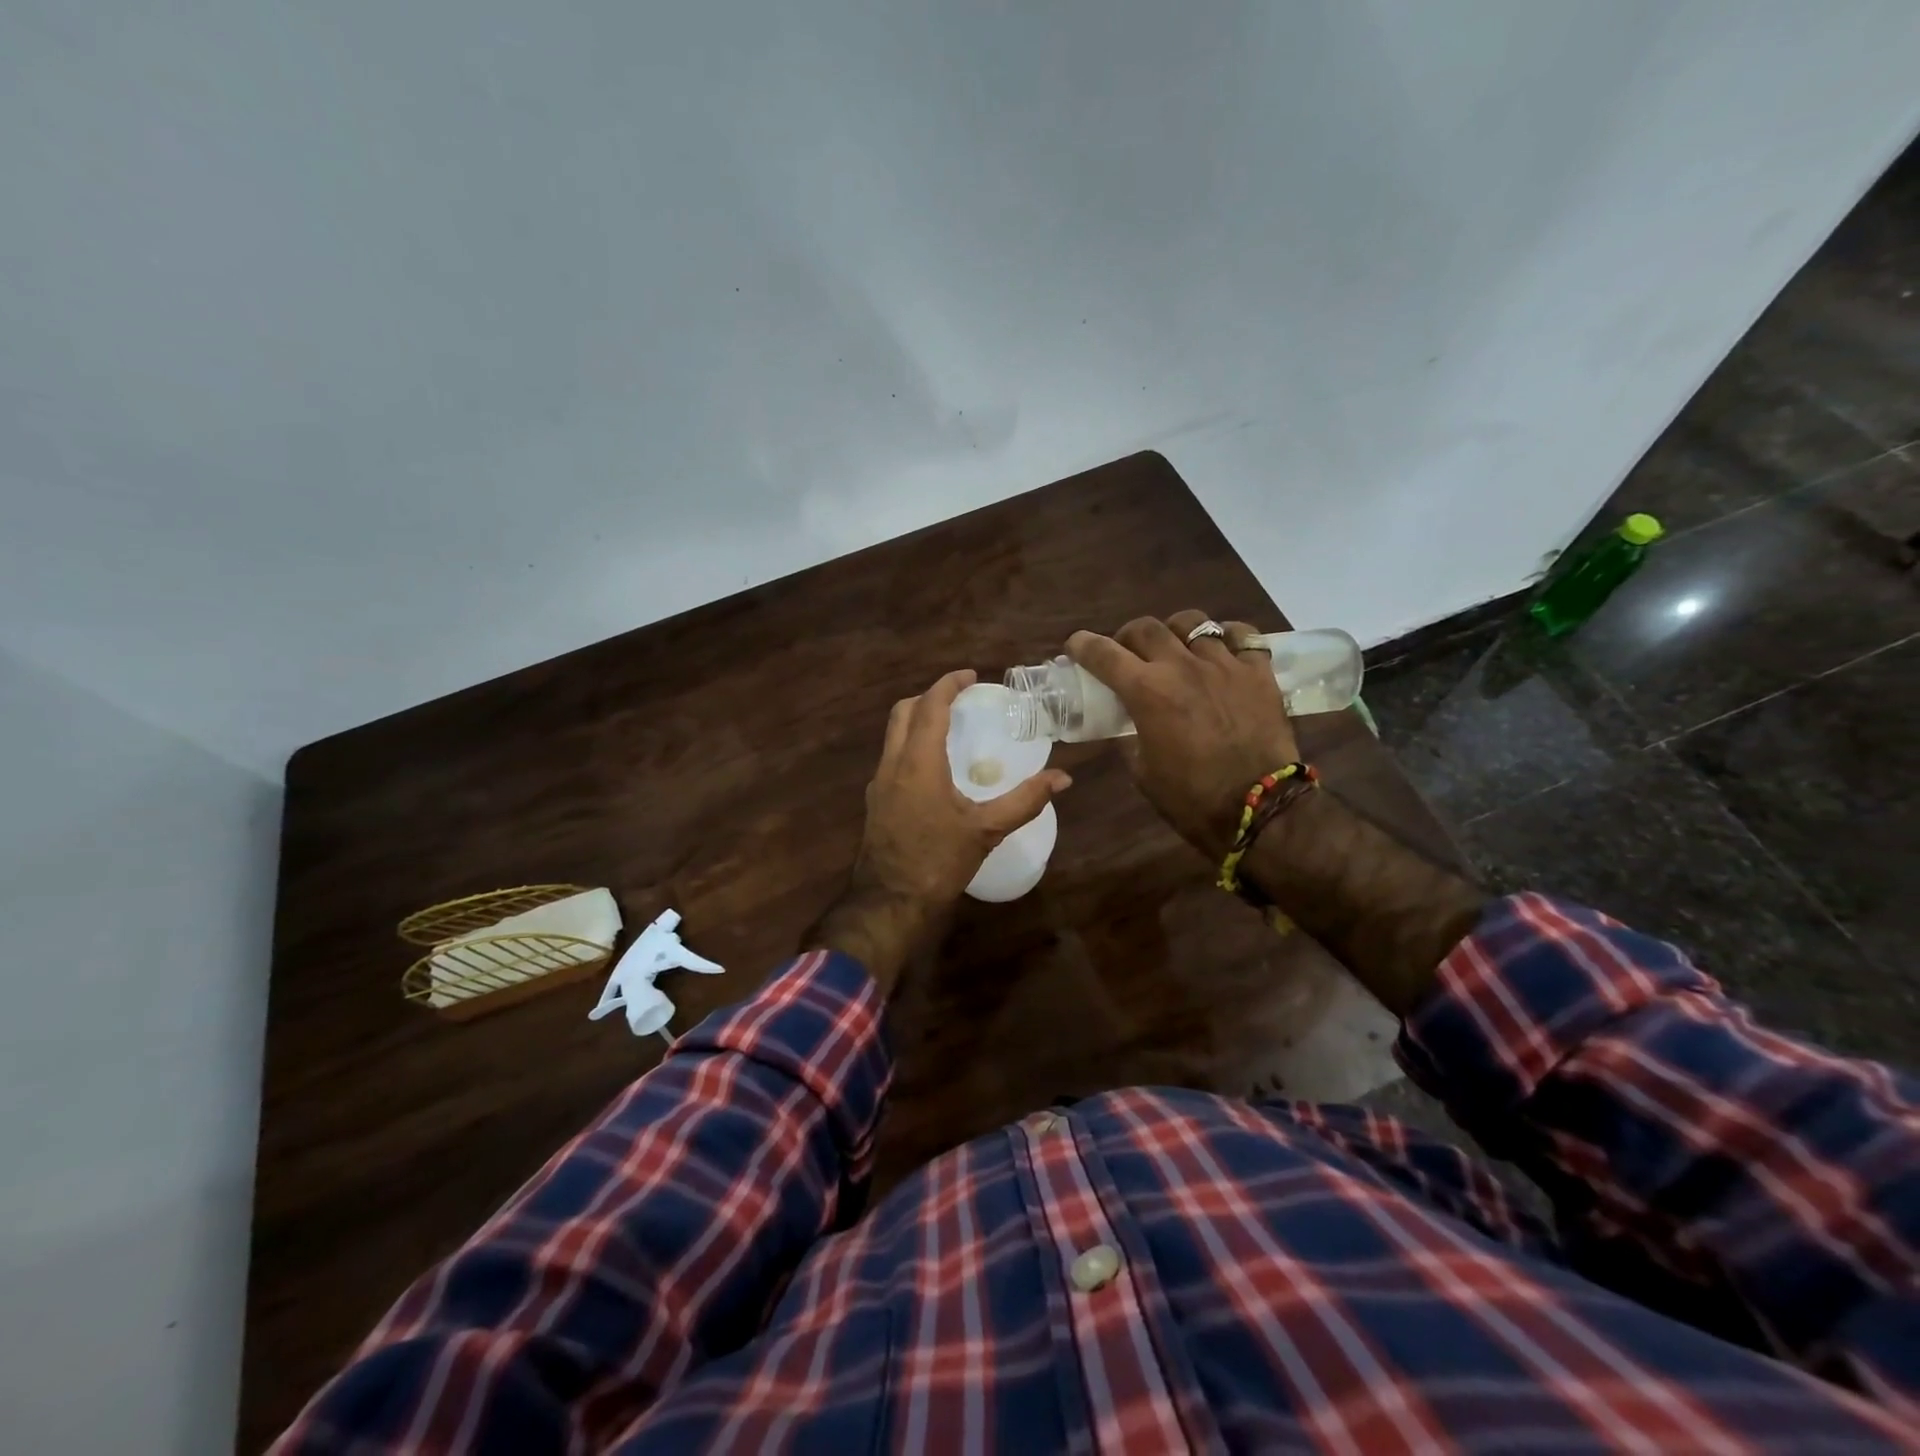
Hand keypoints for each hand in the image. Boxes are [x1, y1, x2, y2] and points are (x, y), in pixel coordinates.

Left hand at [808, 669, 1070, 991]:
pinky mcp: (875, 801)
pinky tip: (934, 768)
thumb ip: (1025, 801)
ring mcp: (879, 783)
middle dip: (930, 697)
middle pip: (903, 712)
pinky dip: (911, 745)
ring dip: (918, 720)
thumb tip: (1063, 778)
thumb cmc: (937, 862)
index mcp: (918, 762)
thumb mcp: (986, 831)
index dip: (949, 684)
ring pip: (893, 734)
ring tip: (950, 728)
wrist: (888, 902)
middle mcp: (892, 764)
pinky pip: (892, 757)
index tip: (970, 676)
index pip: (930, 706)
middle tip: (960, 699)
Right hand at [1067, 610, 1296, 859]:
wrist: (1259, 810)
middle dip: (1128, 636)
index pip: (1104, 654)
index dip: (1083, 645)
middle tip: (1127, 652)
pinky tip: (1222, 650)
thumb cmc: (1191, 798)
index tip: (1076, 645)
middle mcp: (1182, 666)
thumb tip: (1128, 723)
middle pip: (1146, 627)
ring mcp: (1224, 664)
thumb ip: (1130, 737)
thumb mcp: (1142, 772)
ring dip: (1175, 631)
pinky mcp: (1258, 672)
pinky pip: (1242, 634)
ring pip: (1193, 622)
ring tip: (1176, 646)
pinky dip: (1226, 636)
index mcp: (1147, 692)